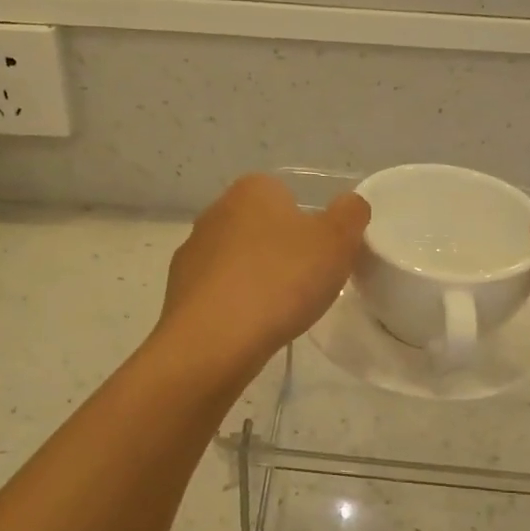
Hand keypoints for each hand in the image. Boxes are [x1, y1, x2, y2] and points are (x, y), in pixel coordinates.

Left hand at [157, 175, 369, 371]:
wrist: (214, 340)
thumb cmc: (281, 280)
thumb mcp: (337, 241)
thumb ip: (350, 214)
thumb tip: (349, 204)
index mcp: (252, 190)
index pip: (287, 195)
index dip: (309, 226)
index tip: (321, 257)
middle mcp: (215, 211)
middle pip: (261, 228)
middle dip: (281, 251)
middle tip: (305, 284)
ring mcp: (192, 251)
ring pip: (237, 260)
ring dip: (256, 278)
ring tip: (278, 312)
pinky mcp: (179, 290)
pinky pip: (218, 292)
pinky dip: (234, 305)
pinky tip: (249, 327)